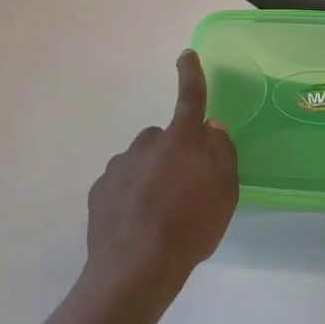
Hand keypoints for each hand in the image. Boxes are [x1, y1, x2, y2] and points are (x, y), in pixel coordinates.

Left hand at [86, 50, 238, 308]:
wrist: (135, 268)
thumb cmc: (190, 226)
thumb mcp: (225, 191)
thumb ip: (221, 153)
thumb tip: (211, 129)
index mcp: (181, 140)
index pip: (190, 98)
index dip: (191, 75)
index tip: (186, 55)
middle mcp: (146, 144)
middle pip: (164, 138)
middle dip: (173, 154)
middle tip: (185, 189)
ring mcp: (119, 167)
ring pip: (141, 162)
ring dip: (151, 178)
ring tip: (161, 216)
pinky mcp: (99, 192)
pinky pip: (121, 185)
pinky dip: (130, 197)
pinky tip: (138, 225)